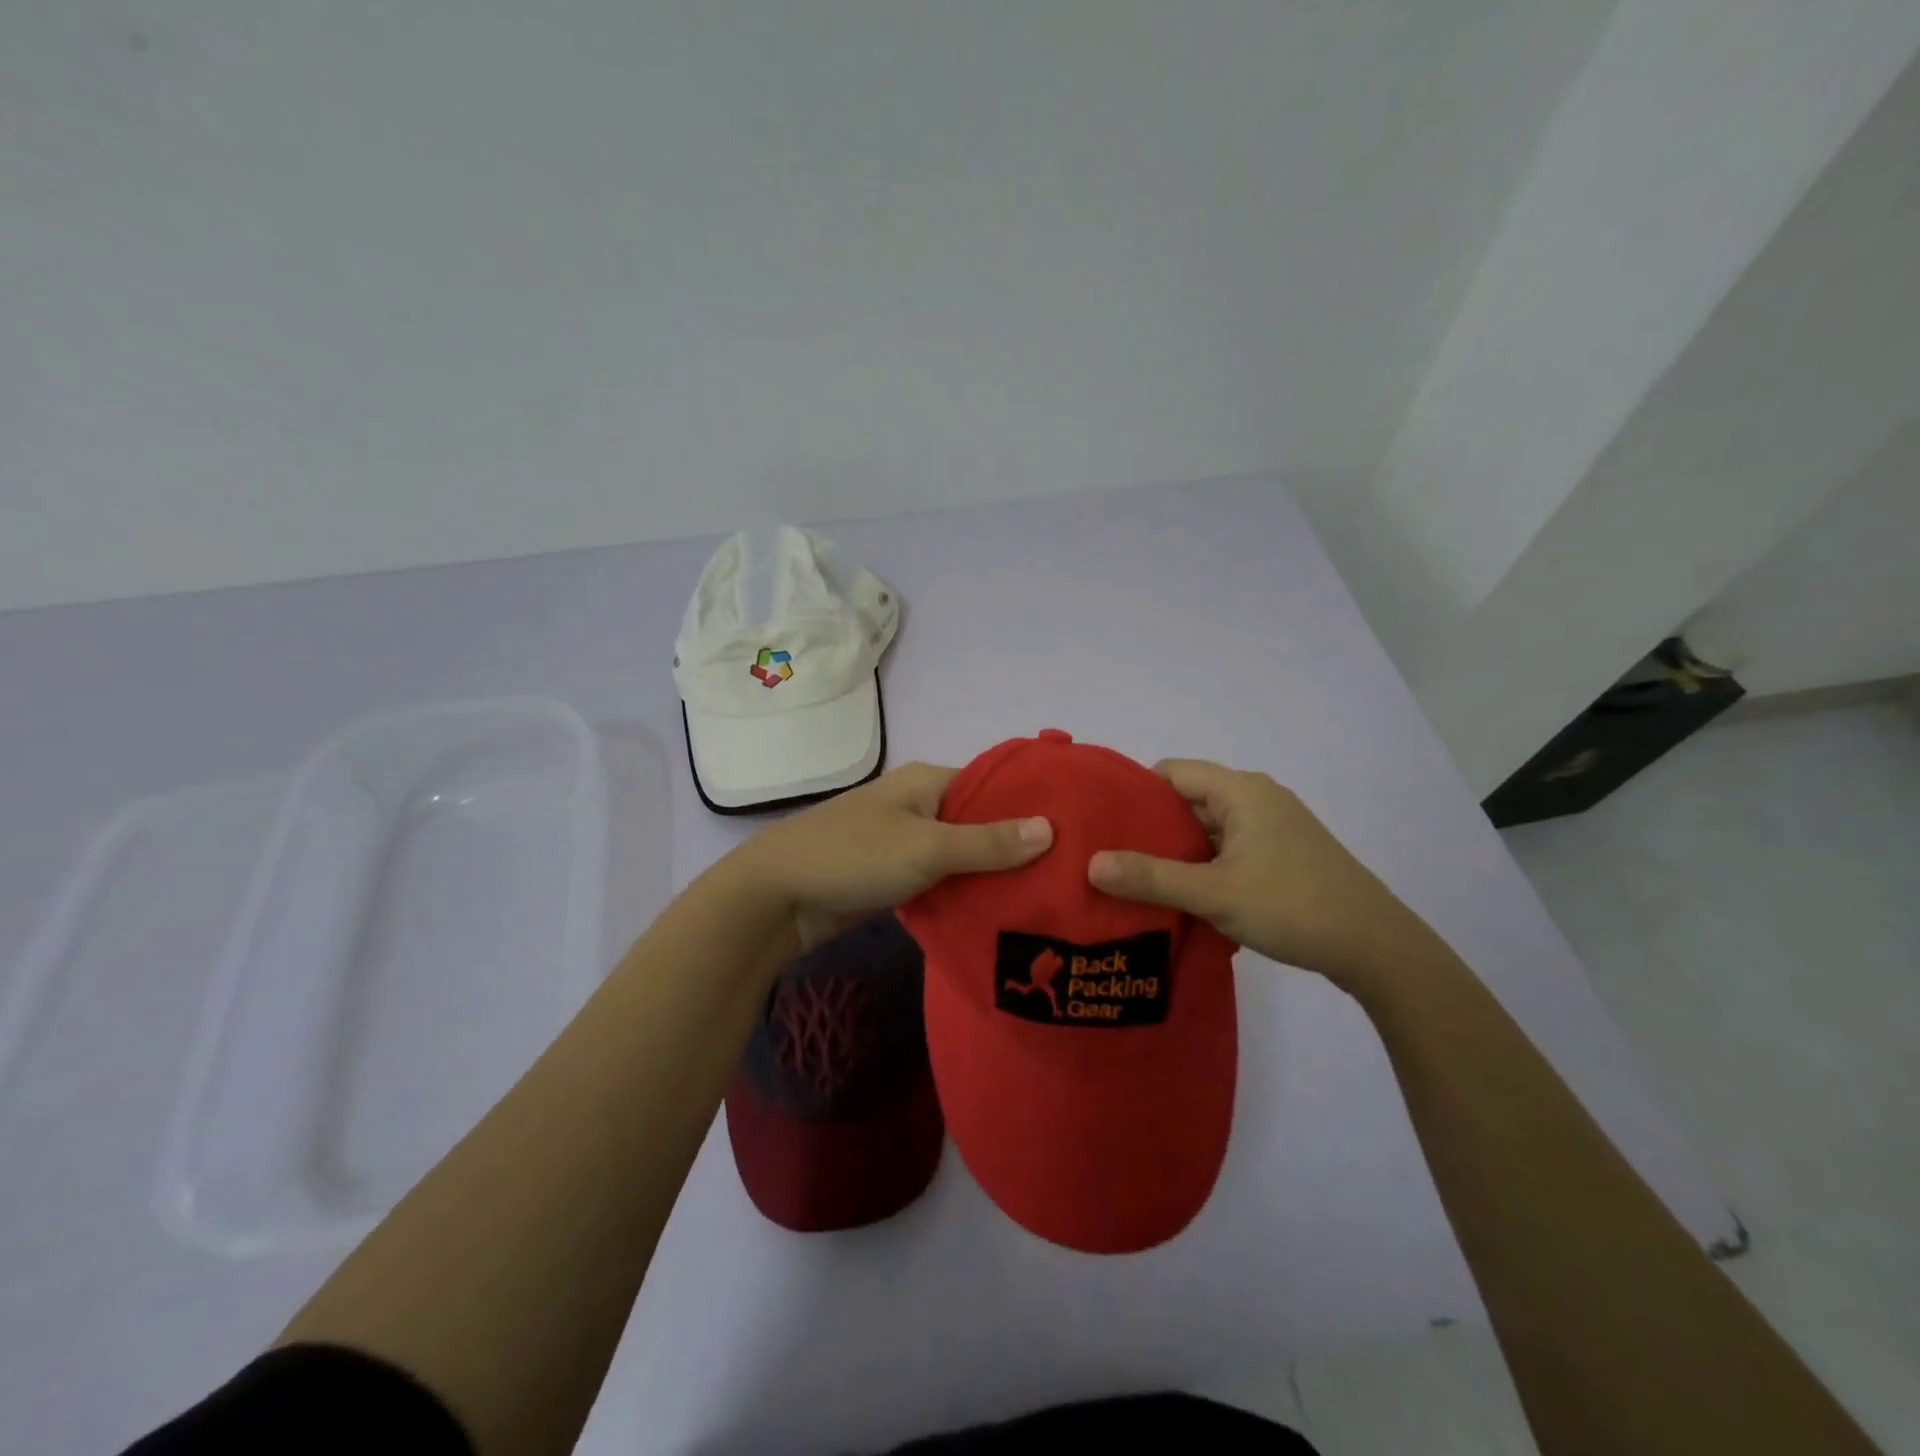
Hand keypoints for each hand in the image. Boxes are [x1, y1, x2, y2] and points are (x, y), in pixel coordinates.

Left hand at [732, 762, 1052, 955]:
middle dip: (1018, 847)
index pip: (995, 786)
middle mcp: (920, 805)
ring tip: (1045, 898)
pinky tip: (999, 914)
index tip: (1076, 833)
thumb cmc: (853, 856)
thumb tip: (1052, 828)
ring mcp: (905, 841)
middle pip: (981, 822)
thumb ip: (987, 842)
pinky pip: (941, 879)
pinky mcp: (894, 876)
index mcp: (929, 782)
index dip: (1033, 806)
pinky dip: (964, 892)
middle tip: (1069, 876)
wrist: (776, 896)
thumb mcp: (926, 848)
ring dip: (992, 874)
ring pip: (962, 854)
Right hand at [1086, 759, 1430, 993]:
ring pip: (1208, 828)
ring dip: (1176, 850)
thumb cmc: (1293, 906)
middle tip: (1110, 854)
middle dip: (1150, 826)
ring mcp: (1273, 827)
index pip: (1172, 772)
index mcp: (1241, 791)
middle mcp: (1257, 798)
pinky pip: (1228, 848)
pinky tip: (1181, 894)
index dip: (1134, 792)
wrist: (1377, 948)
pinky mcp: (1282, 854)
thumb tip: (1091, 864)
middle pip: (1188, 799)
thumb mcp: (1214, 893)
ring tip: (1135, 877)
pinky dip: (1202, 864)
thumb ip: (1151, 877)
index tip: (1101, 822)